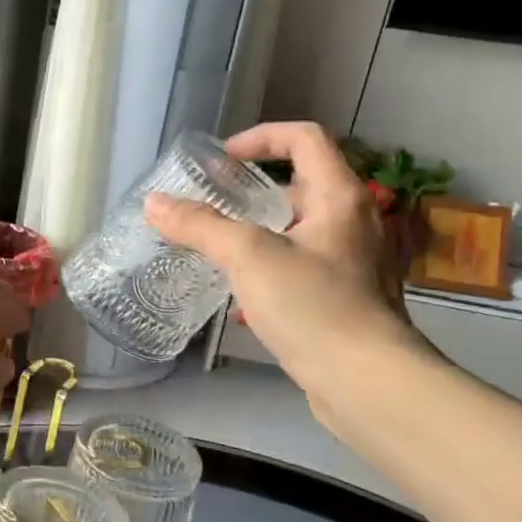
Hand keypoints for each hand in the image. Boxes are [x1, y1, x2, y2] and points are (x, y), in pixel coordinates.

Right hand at [144, 122, 426, 413]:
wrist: (367, 383)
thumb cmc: (313, 306)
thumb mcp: (248, 257)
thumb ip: (200, 226)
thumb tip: (154, 203)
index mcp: (340, 197)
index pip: (304, 138)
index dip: (259, 137)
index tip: (220, 161)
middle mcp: (354, 222)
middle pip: (299, 186)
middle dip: (250, 193)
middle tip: (210, 208)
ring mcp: (354, 263)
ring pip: (298, 231)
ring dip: (256, 234)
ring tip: (217, 252)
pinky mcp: (347, 300)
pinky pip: (302, 269)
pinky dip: (269, 271)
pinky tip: (241, 301)